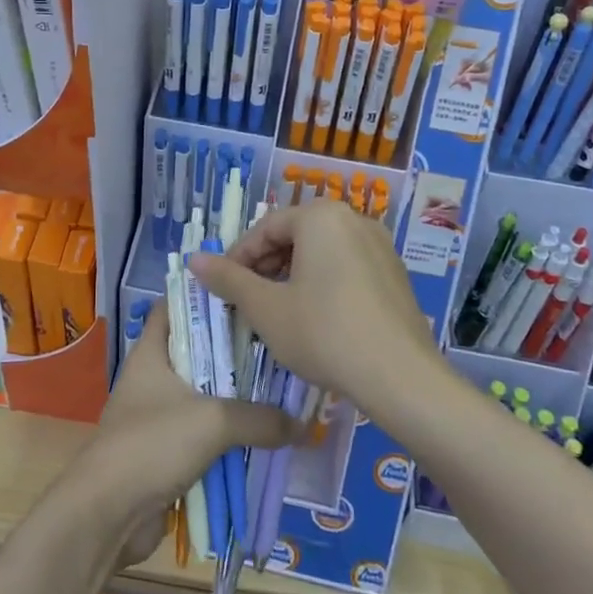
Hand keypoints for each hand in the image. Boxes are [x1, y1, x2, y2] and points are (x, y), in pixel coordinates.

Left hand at [73, 302, 298, 561]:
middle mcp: (152, 378)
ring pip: (203, 396)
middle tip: (276, 344)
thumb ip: (260, 418)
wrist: (108, 514)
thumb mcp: (213, 421)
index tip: (243, 293)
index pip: (173, 307)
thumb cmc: (152, 444)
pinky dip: (227, 436)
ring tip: (280, 388)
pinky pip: (203, 435)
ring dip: (235, 398)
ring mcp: (157, 416)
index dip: (203, 296)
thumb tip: (302, 425)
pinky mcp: (164, 452)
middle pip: (197, 352)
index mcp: (151, 353)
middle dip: (234, 351)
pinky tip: (262, 436)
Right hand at [190, 200, 441, 418]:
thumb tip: (193, 259)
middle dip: (266, 266)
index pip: (266, 228)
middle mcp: (353, 219)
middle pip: (295, 235)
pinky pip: (347, 266)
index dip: (238, 258)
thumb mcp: (265, 308)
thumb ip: (228, 279)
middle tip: (248, 300)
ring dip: (292, 275)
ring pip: (321, 252)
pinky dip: (322, 283)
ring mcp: (380, 245)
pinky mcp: (394, 273)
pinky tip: (314, 318)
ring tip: (277, 311)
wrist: (399, 376)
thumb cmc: (323, 333)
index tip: (223, 287)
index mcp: (320, 217)